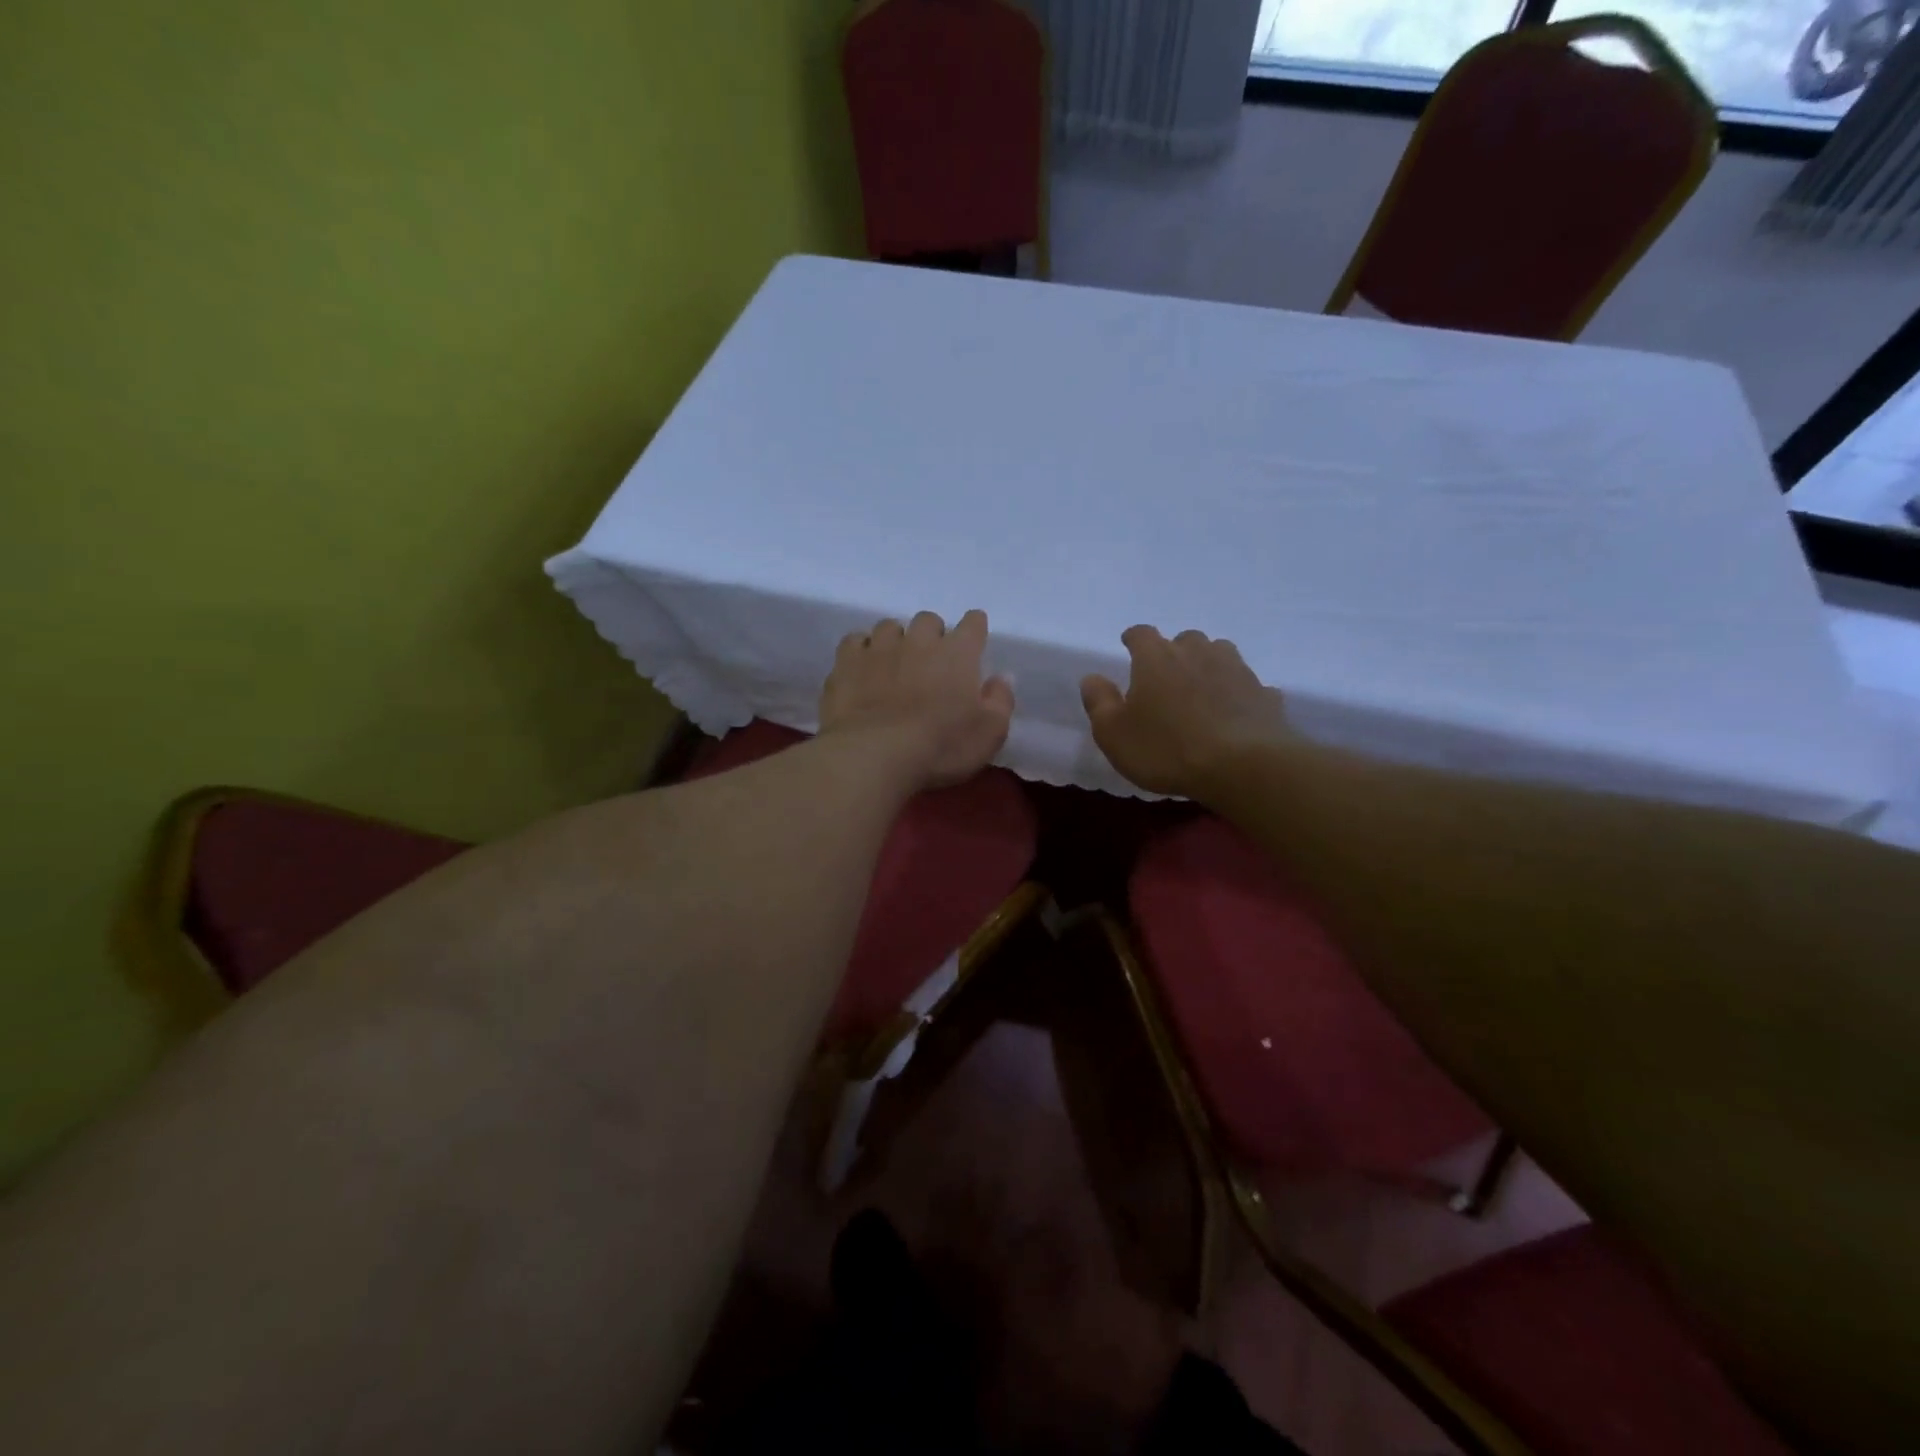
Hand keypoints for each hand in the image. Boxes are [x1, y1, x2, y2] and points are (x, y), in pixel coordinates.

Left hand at [821, 610, 1014, 790]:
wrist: (874, 754)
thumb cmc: (941, 747)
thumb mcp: (989, 734)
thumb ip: (1000, 701)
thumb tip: (1000, 678)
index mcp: (958, 653)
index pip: (973, 624)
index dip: (974, 630)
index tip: (973, 644)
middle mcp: (919, 640)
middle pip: (928, 620)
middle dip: (932, 636)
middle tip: (931, 665)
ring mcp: (879, 648)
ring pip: (890, 627)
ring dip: (895, 641)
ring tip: (894, 666)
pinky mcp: (846, 662)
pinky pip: (855, 641)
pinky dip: (861, 651)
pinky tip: (862, 669)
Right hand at [1080, 626, 1290, 799]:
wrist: (1243, 766)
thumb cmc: (1166, 748)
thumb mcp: (1114, 733)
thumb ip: (1099, 702)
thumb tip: (1092, 678)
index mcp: (1156, 658)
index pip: (1141, 634)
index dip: (1133, 639)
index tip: (1129, 646)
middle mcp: (1197, 653)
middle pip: (1185, 639)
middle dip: (1174, 652)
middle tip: (1166, 677)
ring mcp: (1236, 670)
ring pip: (1220, 654)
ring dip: (1209, 665)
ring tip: (1202, 689)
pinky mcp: (1264, 694)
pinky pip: (1247, 686)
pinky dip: (1238, 694)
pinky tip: (1235, 713)